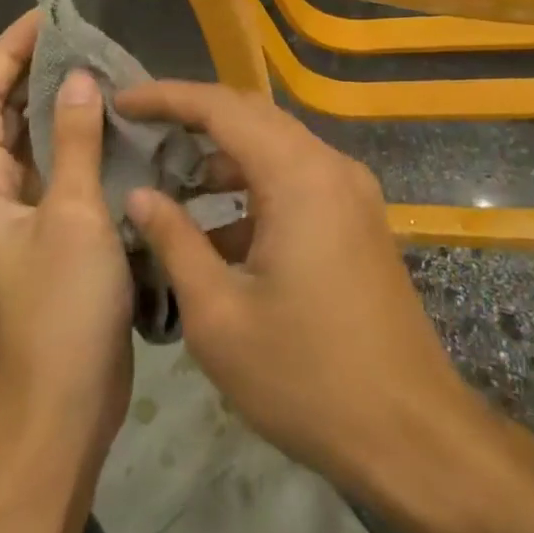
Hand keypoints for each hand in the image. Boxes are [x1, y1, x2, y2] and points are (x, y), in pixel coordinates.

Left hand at [0, 11, 131, 462]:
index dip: (9, 50)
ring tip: (106, 72)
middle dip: (39, 73)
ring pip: (35, 144)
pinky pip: (59, 174)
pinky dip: (82, 146)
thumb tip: (78, 77)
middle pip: (5, 115)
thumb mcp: (74, 216)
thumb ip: (74, 141)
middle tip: (87, 40)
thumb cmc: (61, 309)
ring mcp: (18, 218)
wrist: (62, 407)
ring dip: (63, 108)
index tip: (48, 17)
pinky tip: (119, 129)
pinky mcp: (49, 236)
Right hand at [116, 81, 484, 501]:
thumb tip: (141, 195)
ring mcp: (351, 194)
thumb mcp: (219, 315)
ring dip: (222, 158)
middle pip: (252, 117)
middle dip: (192, 118)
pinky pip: (296, 183)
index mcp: (299, 176)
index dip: (167, 97)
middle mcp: (330, 168)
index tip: (122, 101)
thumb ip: (175, 242)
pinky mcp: (357, 222)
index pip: (222, 108)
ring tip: (167, 179)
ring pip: (275, 150)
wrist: (411, 435)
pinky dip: (252, 191)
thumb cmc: (306, 378)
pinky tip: (215, 232)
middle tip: (139, 130)